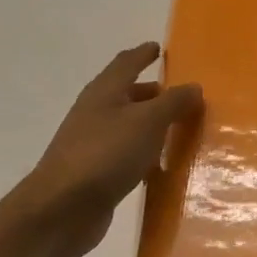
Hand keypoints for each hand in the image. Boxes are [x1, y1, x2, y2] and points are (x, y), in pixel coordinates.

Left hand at [15, 43, 202, 256]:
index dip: (142, 54)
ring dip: (149, 124)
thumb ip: (173, 103)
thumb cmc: (106, 154)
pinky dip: (143, 152)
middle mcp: (95, 113)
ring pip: (126, 125)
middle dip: (150, 92)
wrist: (62, 208)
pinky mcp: (95, 173)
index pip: (125, 63)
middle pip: (125, 94)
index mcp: (104, 92)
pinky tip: (159, 165)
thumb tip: (194, 86)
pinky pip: (125, 154)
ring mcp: (92, 144)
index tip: (157, 48)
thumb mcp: (147, 122)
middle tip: (177, 94)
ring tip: (176, 128)